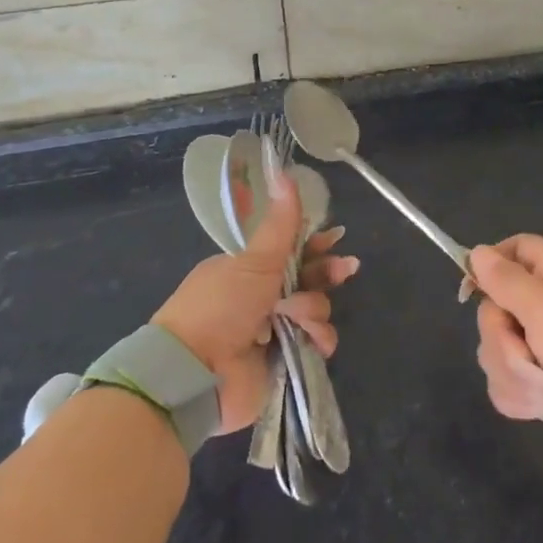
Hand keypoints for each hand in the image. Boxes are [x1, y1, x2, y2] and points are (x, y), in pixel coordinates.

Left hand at [154, 169, 357, 433]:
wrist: (195, 373)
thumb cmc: (220, 307)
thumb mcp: (254, 260)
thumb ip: (280, 222)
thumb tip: (283, 169)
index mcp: (249, 271)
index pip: (290, 250)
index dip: (316, 244)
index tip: (337, 237)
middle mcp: (262, 298)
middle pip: (309, 278)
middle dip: (327, 272)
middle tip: (347, 268)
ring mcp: (273, 331)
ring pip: (316, 309)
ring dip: (313, 309)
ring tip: (297, 317)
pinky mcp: (284, 362)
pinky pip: (316, 342)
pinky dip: (317, 339)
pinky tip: (310, 340)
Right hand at [468, 235, 542, 467]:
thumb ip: (504, 279)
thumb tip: (477, 252)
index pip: (513, 250)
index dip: (488, 265)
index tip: (470, 290)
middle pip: (493, 307)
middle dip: (502, 337)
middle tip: (525, 350)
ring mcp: (542, 345)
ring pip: (495, 349)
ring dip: (515, 372)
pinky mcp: (540, 382)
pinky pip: (507, 383)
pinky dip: (523, 397)